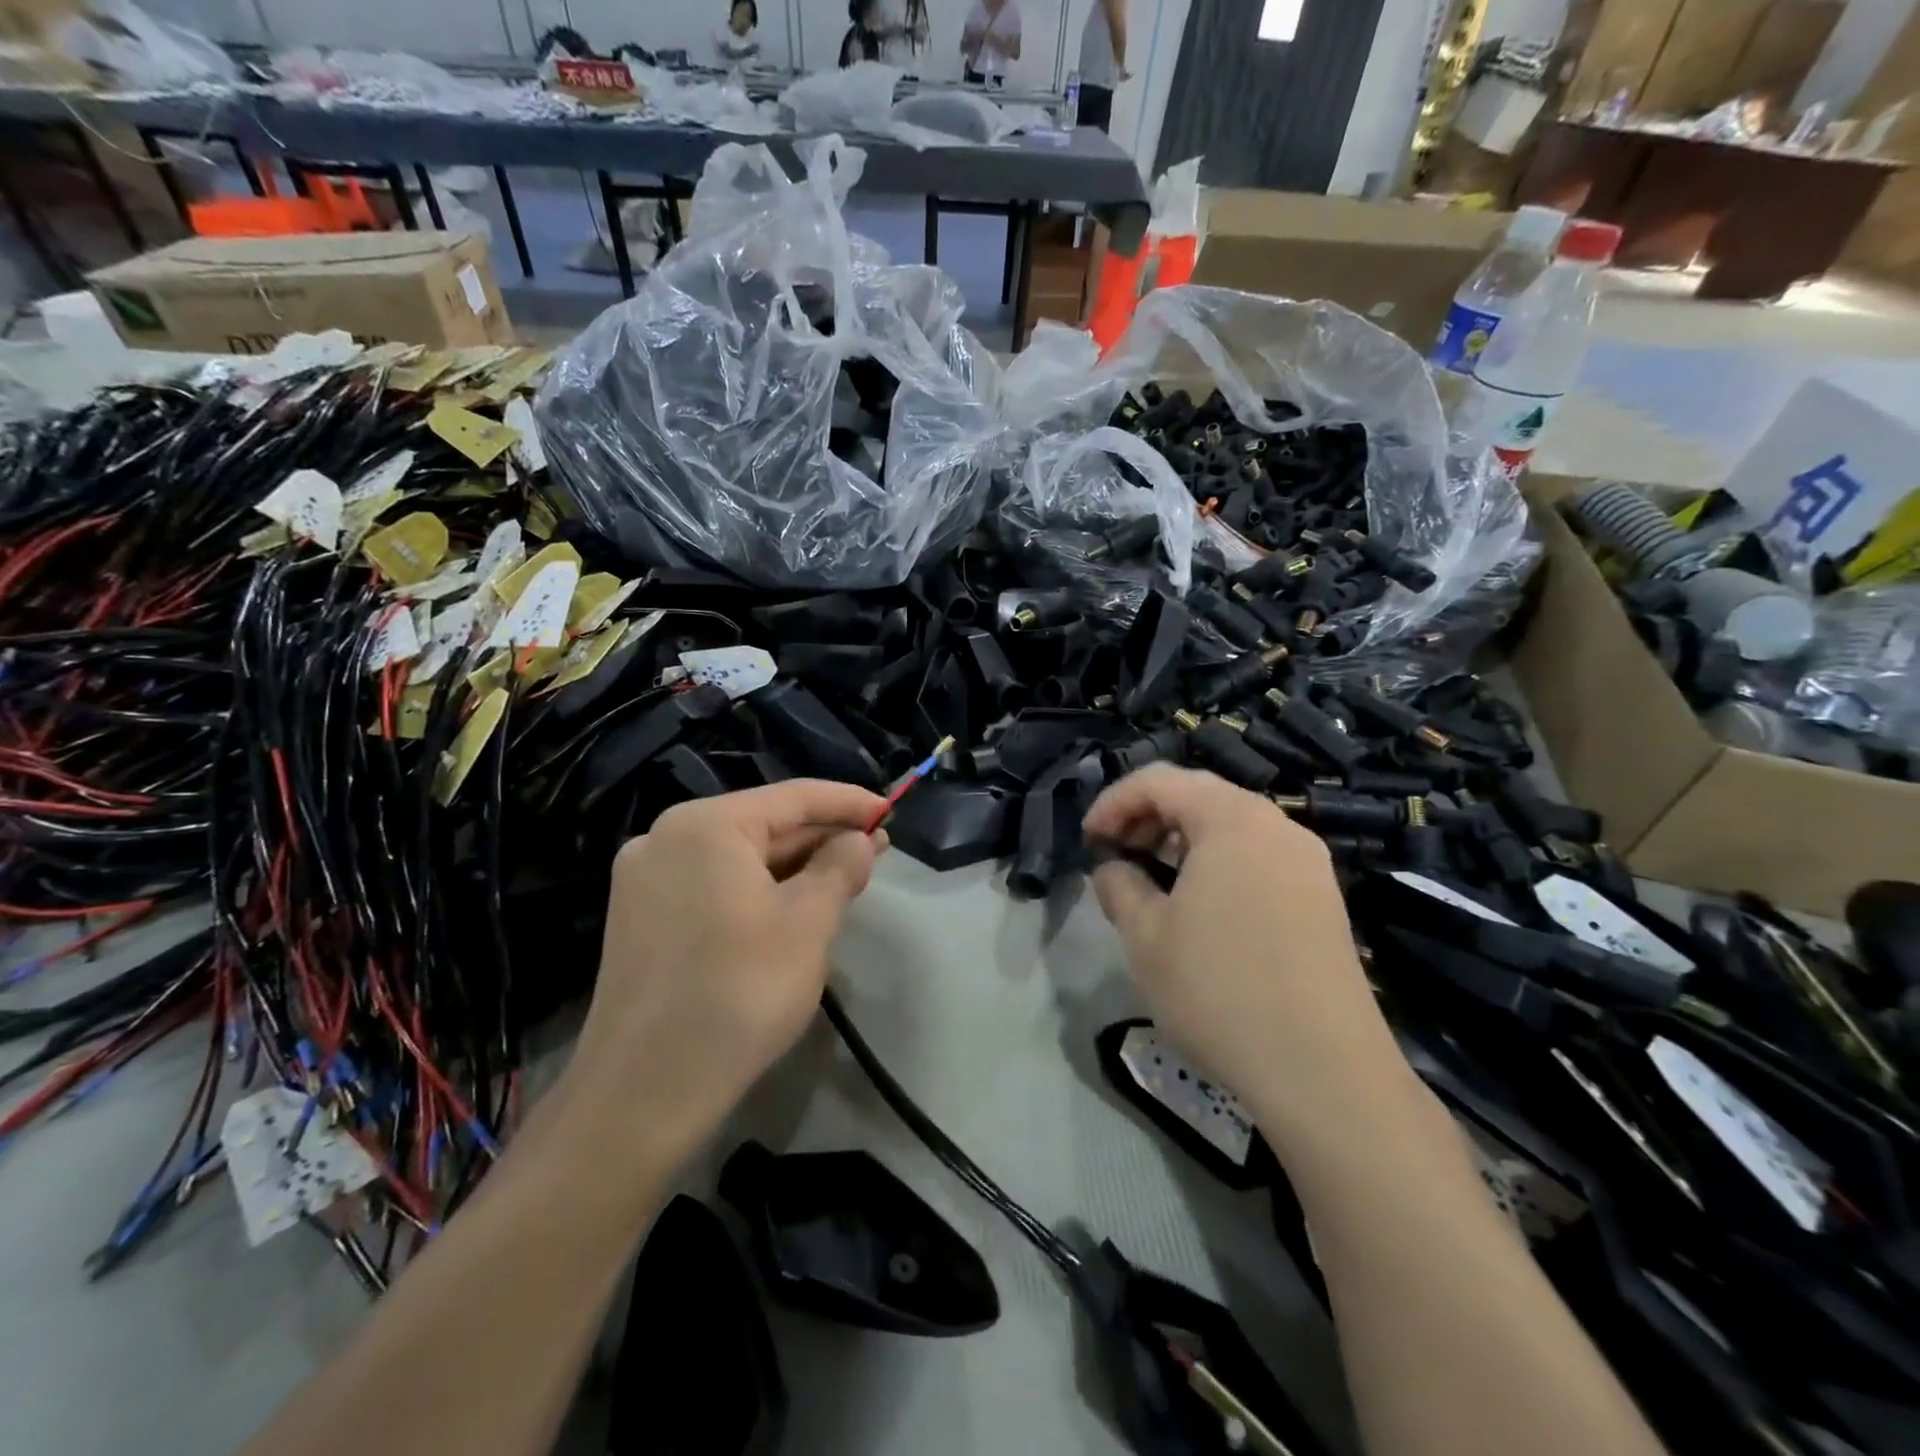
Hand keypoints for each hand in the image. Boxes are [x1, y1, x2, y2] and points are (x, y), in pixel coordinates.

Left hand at [569, 781, 887, 1159]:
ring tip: (844, 877)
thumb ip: (840, 867)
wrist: (645, 1091)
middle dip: (822, 837)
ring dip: (793, 866)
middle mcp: (665, 839)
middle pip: (763, 825)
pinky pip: (713, 886)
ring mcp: (646, 881)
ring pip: (738, 859)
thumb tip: (859, 840)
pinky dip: (758, 890)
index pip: (793, 797)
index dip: (848, 802)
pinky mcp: (640, 920)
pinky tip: (792, 906)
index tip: (889, 809)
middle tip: (876, 848)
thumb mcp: (808, 923)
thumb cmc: (740, 992)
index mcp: (704, 825)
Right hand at [1084, 766, 1403, 1147]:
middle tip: (1115, 855)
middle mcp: (1277, 826)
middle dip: (1148, 817)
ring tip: (1151, 880)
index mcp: (1232, 819)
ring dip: (1182, 841)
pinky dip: (1217, 863)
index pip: (1160, 781)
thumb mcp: (1145, 935)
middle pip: (1200, 796)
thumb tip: (1113, 868)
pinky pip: (1258, 857)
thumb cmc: (1219, 989)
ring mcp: (1307, 862)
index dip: (1114, 802)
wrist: (1323, 1070)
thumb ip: (1118, 885)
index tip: (1088, 839)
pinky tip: (1199, 906)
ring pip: (1231, 827)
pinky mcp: (1322, 899)